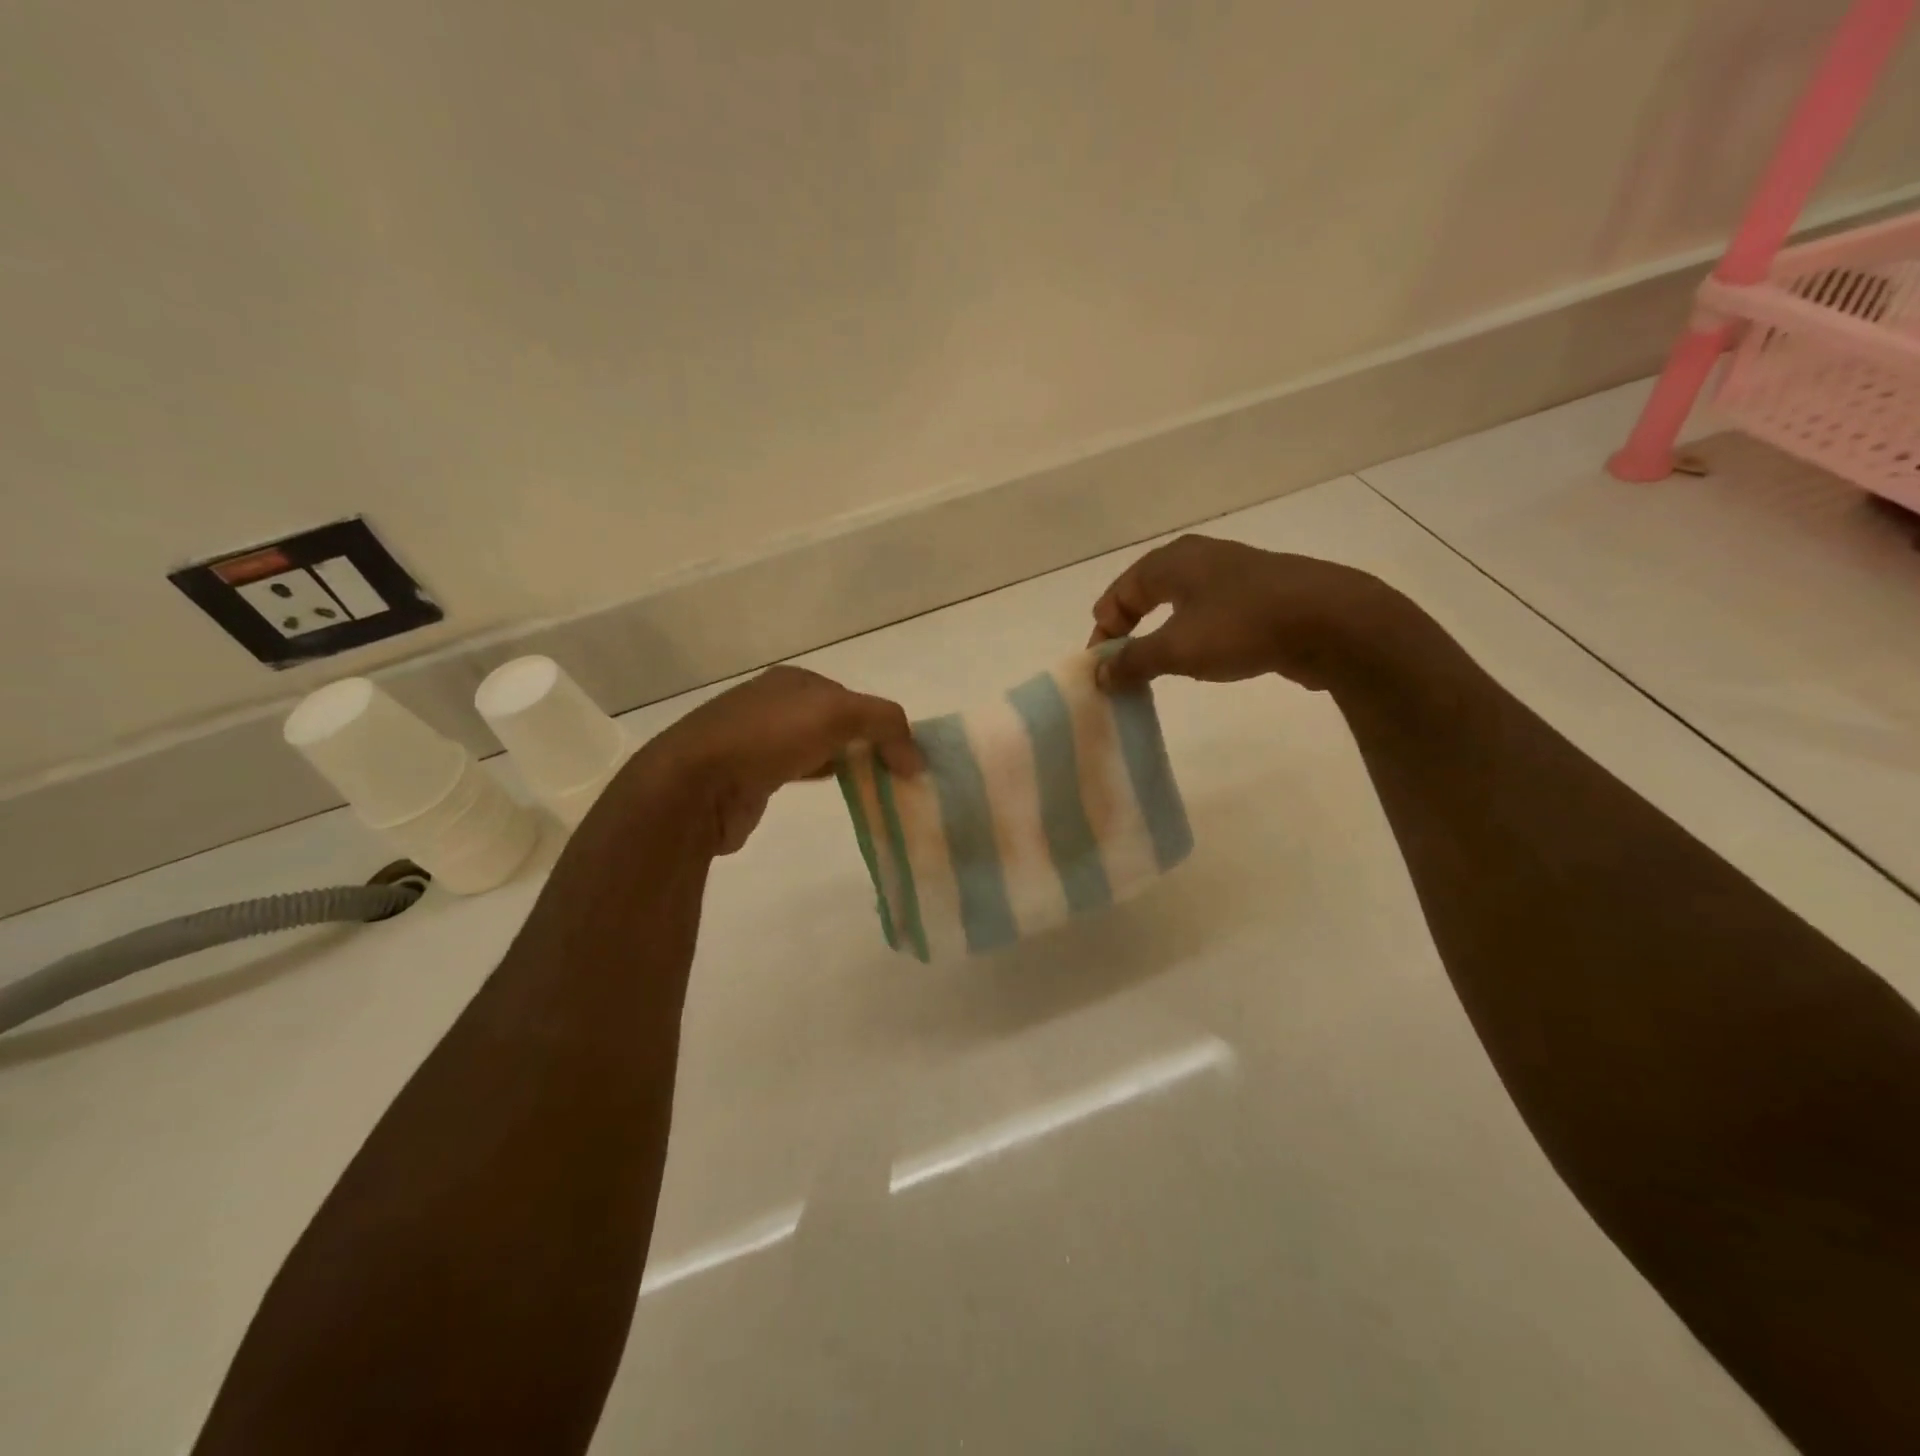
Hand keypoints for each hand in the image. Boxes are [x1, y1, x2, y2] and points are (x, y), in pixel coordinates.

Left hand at [635, 666, 922, 852]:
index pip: (850, 697)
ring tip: (872, 785)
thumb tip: (915, 758)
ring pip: (816, 746)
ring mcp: (757, 740)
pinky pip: (797, 772)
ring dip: (844, 762)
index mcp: (792, 681)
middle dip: (863, 743)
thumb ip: (886, 724)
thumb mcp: (839, 714)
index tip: (901, 756)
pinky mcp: (748, 776)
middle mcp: (773, 704)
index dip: (879, 723)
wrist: (696, 785)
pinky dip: (820, 777)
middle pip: (834, 721)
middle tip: (891, 772)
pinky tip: (833, 790)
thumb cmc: (768, 737)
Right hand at [1088, 534, 1398, 692]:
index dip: (1104, 629)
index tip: (1101, 666)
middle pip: (1148, 592)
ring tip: (1158, 663)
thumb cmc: (1241, 626)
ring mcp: (1234, 573)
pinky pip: (1211, 612)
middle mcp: (1200, 558)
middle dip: (1130, 628)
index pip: (1120, 592)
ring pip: (1181, 602)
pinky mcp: (1262, 594)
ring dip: (1163, 633)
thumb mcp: (1176, 648)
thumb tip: (1099, 674)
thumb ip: (1132, 661)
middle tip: (1122, 663)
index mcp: (1172, 561)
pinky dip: (1195, 633)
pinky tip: (1204, 656)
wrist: (1332, 621)